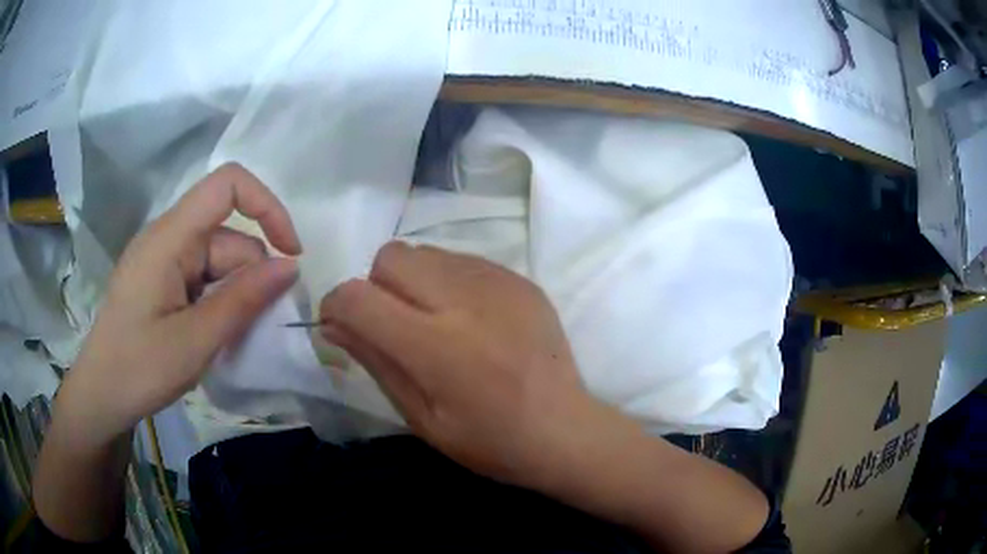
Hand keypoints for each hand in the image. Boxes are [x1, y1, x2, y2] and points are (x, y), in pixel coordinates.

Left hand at [59, 163, 300, 446]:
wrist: (101, 395)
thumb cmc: (139, 369)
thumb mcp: (196, 340)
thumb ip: (243, 299)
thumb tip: (291, 266)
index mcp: (169, 238)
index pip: (227, 185)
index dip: (266, 206)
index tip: (290, 253)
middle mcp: (167, 237)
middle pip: (227, 234)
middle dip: (250, 276)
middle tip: (253, 328)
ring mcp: (164, 259)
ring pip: (218, 261)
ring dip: (234, 295)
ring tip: (226, 341)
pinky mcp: (162, 280)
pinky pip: (203, 278)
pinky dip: (218, 302)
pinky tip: (212, 335)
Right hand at [319, 242, 617, 489]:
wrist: (565, 430)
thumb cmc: (490, 441)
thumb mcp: (421, 417)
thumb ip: (375, 361)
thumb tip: (332, 323)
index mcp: (437, 347)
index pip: (359, 298)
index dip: (337, 306)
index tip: (341, 325)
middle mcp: (465, 301)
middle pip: (390, 257)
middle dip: (377, 286)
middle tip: (394, 325)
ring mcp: (499, 283)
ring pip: (425, 252)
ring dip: (413, 281)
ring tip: (435, 321)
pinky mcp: (520, 279)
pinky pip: (462, 259)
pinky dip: (448, 280)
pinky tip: (469, 318)